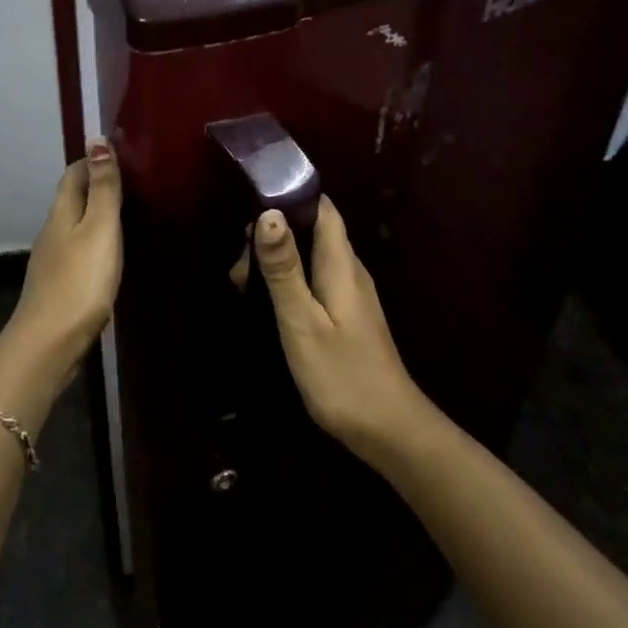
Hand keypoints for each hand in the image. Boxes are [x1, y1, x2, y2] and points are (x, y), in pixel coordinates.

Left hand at [9, 138, 122, 375]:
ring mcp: (52, 260)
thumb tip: (96, 139)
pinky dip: (93, 242)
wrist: (49, 343)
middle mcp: (52, 231)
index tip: (120, 154)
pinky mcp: (58, 286)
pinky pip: (77, 251)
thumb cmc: (80, 281)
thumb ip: (102, 188)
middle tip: (131, 181)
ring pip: (74, 225)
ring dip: (94, 215)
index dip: (92, 160)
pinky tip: (107, 254)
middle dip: (95, 185)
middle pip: (72, 198)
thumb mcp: (99, 228)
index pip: (73, 173)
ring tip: (125, 214)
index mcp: (62, 212)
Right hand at [253, 197, 429, 458]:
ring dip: (278, 260)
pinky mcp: (347, 316)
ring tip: (242, 283)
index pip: (322, 207)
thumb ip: (284, 269)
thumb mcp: (303, 322)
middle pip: (312, 230)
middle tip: (238, 265)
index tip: (252, 203)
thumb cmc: (343, 375)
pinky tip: (268, 302)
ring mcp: (351, 294)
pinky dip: (289, 281)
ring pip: (311, 256)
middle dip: (274, 234)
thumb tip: (268, 212)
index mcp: (341, 263)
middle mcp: (349, 270)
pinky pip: (315, 280)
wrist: (389, 431)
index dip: (290, 196)